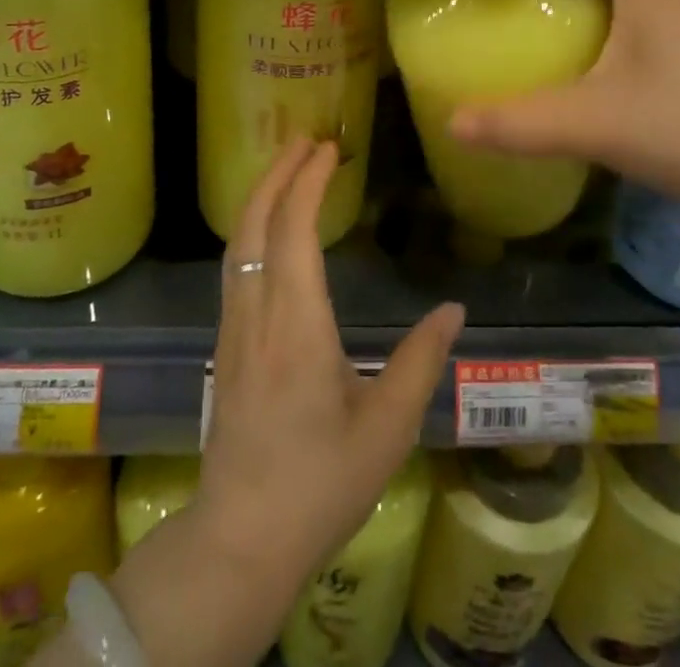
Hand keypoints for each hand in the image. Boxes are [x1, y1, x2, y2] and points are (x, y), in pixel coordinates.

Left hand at [105, 139, 463, 666]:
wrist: (241, 540)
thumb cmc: (320, 484)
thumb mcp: (387, 429)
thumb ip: (422, 362)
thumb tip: (455, 308)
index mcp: (296, 327)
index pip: (293, 232)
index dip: (308, 182)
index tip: (329, 150)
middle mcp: (256, 315)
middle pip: (254, 224)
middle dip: (276, 173)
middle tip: (306, 139)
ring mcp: (232, 329)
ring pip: (237, 243)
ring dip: (260, 196)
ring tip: (288, 167)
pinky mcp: (224, 345)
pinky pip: (234, 266)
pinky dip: (252, 227)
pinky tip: (270, 228)